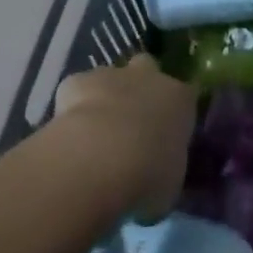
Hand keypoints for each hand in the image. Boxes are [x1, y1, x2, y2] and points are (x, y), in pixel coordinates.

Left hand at [53, 54, 195, 220]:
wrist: (100, 160)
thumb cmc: (148, 176)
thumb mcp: (170, 183)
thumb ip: (165, 168)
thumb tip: (156, 175)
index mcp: (181, 100)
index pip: (185, 97)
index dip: (173, 113)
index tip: (164, 134)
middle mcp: (150, 78)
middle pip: (148, 69)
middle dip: (139, 88)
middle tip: (130, 122)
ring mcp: (112, 75)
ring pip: (110, 78)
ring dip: (104, 98)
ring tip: (93, 135)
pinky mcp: (77, 82)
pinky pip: (76, 91)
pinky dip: (72, 108)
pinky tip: (67, 135)